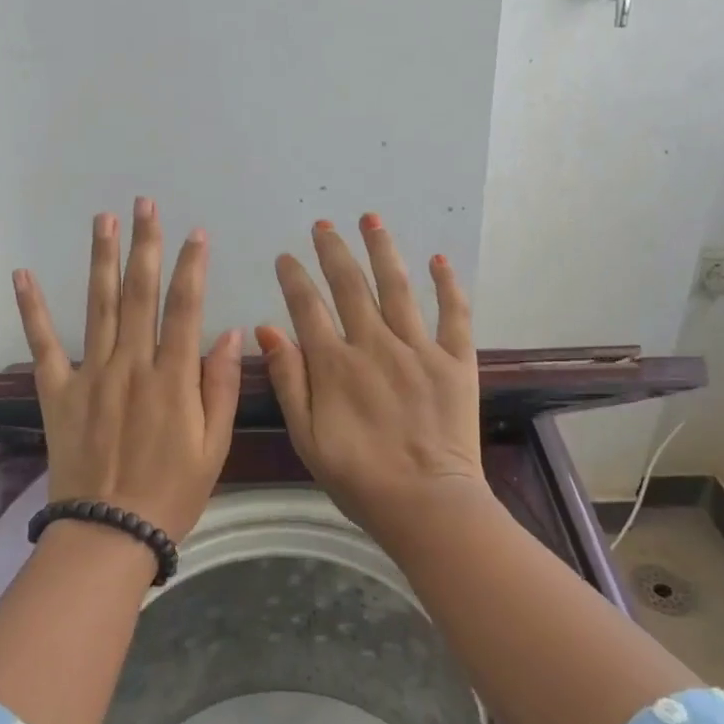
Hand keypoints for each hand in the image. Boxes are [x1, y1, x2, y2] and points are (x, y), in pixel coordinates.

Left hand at [13, 198, 244, 544]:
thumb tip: (229, 334)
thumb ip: (221, 387)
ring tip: (102, 220)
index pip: (185, 308)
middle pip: (140, 294)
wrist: (110, 532)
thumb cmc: (173, 491)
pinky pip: (43, 345)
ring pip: (99, 306)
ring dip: (101, 260)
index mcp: (172, 378)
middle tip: (144, 205)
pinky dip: (32, 309)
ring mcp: (90, 375)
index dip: (191, 267)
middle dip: (145, 245)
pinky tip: (23, 275)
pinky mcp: (58, 392)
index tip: (196, 233)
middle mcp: (131, 365)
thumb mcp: (214, 446)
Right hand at [256, 214, 486, 544]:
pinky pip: (454, 314)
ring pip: (397, 286)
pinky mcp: (455, 360)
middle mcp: (374, 344)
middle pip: (351, 285)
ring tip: (371, 219)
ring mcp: (418, 348)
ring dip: (382, 249)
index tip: (286, 256)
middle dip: (334, 251)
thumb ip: (289, 381)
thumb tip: (268, 330)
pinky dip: (447, 285)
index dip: (294, 278)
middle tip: (323, 225)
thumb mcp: (307, 437)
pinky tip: (438, 260)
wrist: (427, 504)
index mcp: (335, 364)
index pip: (308, 307)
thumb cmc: (359, 479)